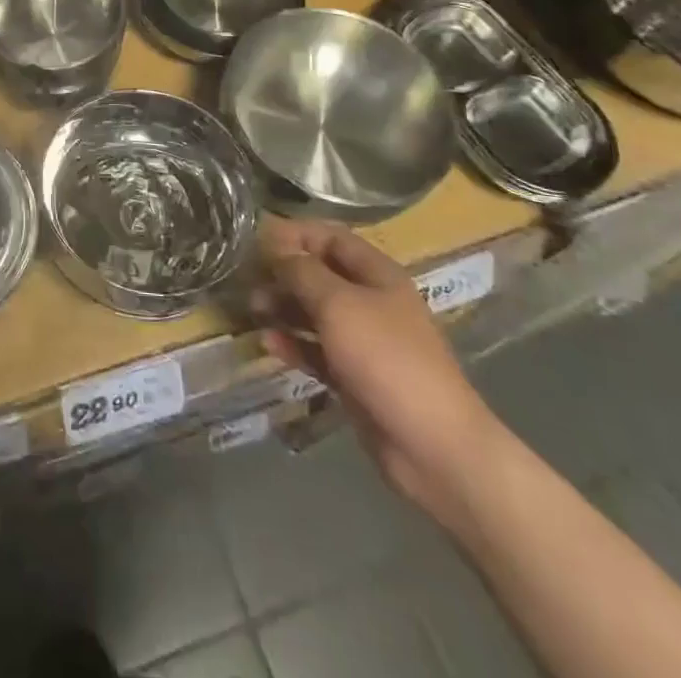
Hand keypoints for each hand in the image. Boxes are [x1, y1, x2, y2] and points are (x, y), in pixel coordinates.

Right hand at [255, 220, 499, 519]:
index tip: (256, 239)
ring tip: (253, 312)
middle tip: (248, 280)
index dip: (294, 233)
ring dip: (283, 308)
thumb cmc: (386, 358)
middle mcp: (371, 301)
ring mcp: (364, 341)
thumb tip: (274, 245)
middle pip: (320, 274)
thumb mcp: (338, 304)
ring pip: (315, 313)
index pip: (330, 237)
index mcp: (377, 274)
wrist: (433, 446)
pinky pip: (317, 351)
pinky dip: (294, 345)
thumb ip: (301, 271)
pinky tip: (268, 345)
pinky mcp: (355, 377)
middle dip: (283, 273)